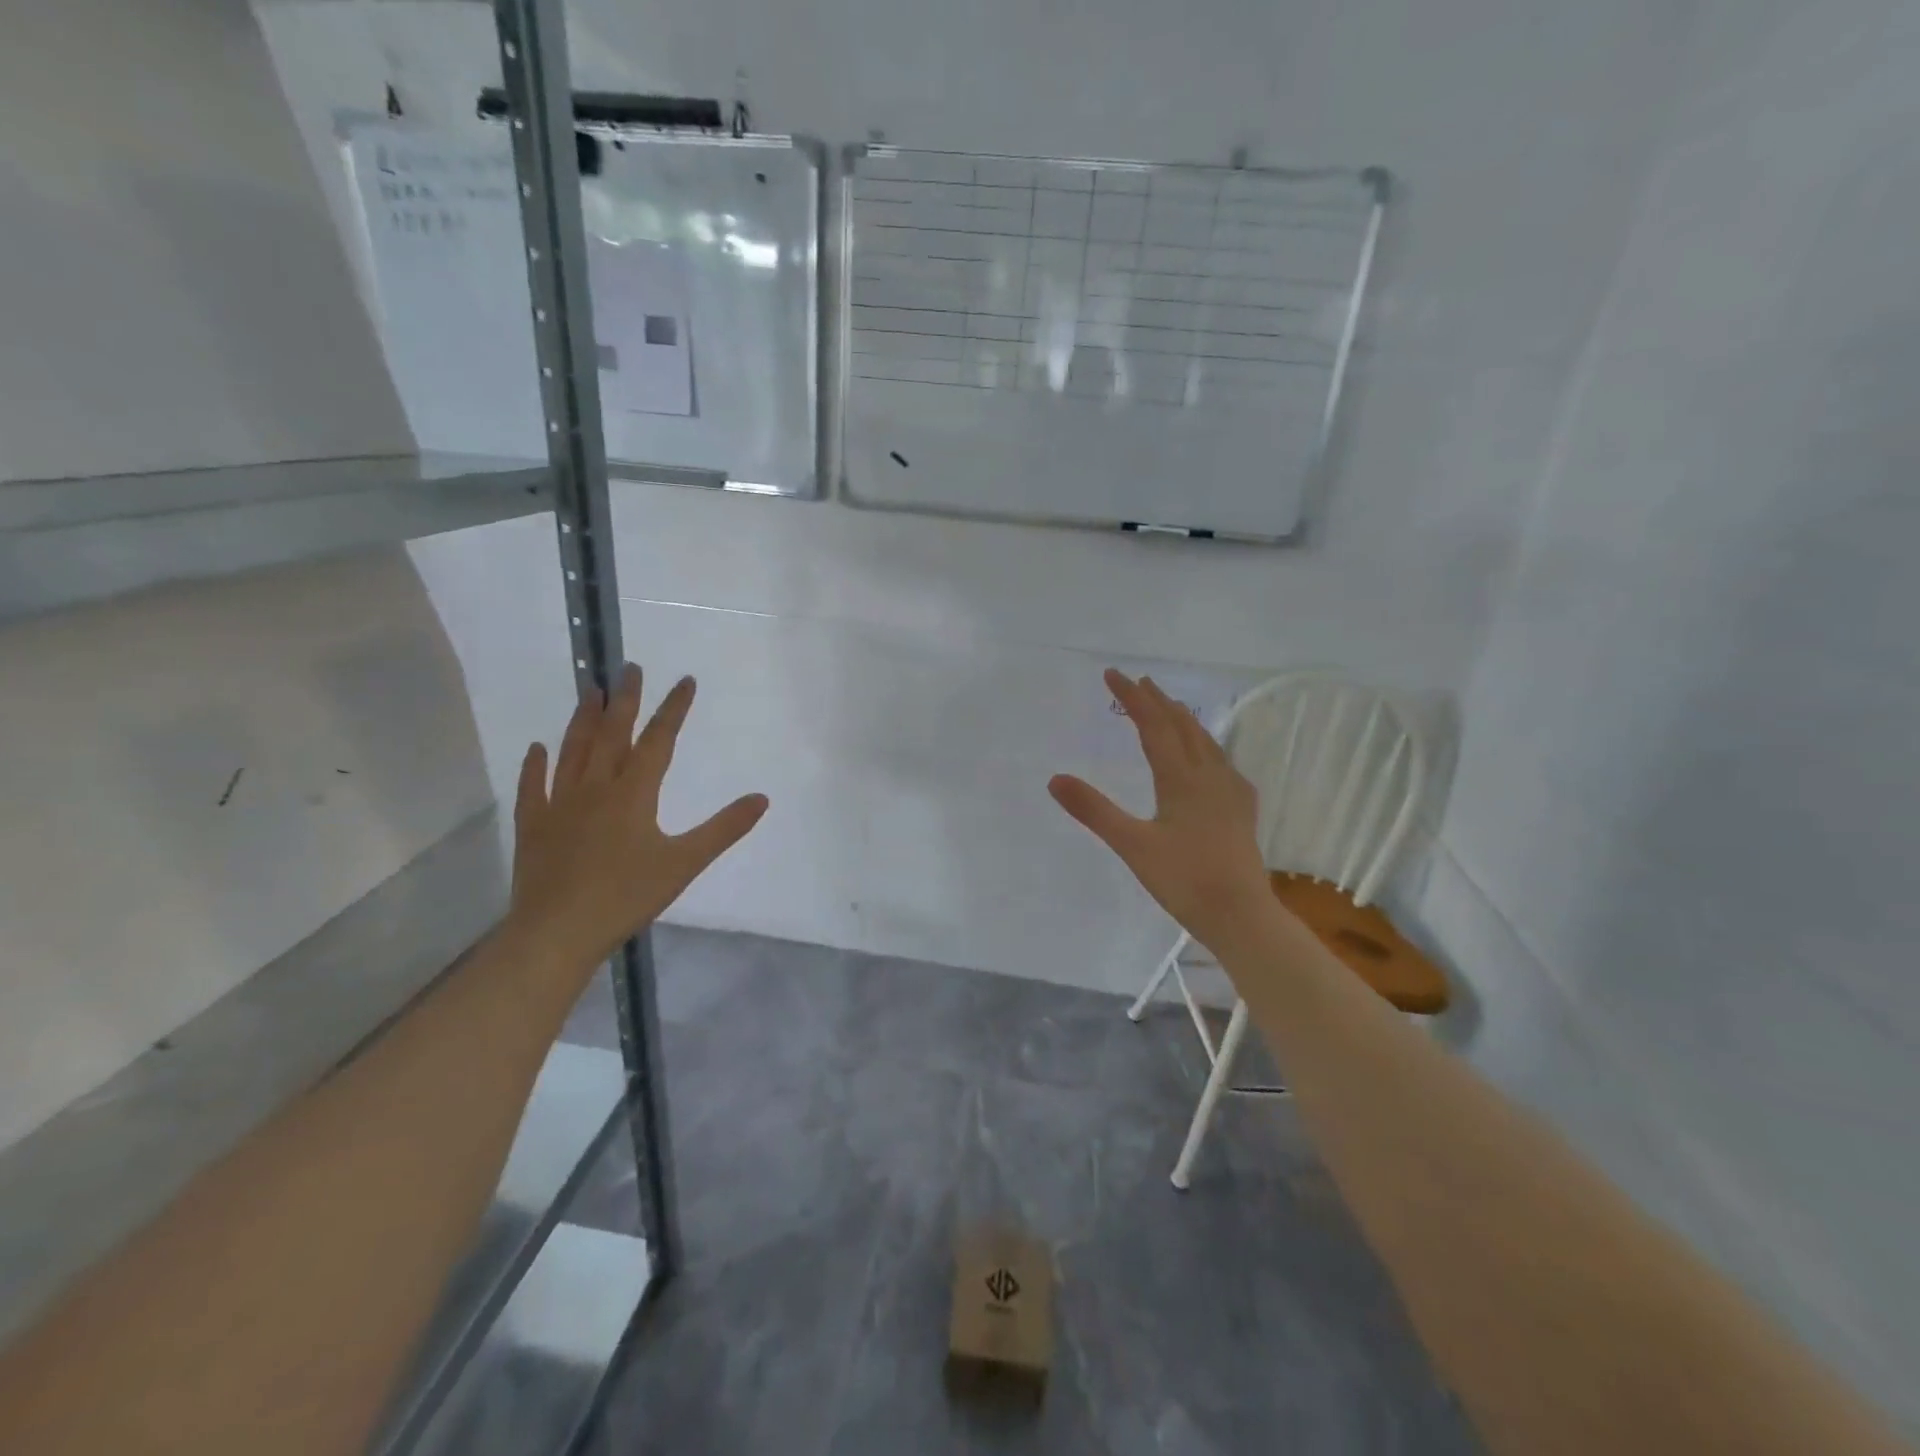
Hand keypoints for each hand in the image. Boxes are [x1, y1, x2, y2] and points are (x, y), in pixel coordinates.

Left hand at [507, 664, 768, 972]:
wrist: (557, 932)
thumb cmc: (626, 896)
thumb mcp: (685, 863)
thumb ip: (724, 829)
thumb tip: (762, 798)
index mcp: (634, 793)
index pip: (658, 740)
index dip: (673, 709)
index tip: (685, 680)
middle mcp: (595, 787)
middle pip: (612, 734)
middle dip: (625, 699)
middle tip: (628, 667)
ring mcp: (559, 804)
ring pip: (573, 751)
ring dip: (583, 719)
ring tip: (591, 691)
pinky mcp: (534, 826)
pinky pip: (534, 786)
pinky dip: (536, 765)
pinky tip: (537, 747)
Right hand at [1049, 670, 1271, 949]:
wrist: (1241, 915)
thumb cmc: (1183, 880)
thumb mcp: (1131, 845)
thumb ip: (1094, 810)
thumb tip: (1055, 779)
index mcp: (1181, 778)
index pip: (1153, 725)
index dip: (1132, 698)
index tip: (1112, 674)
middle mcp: (1209, 775)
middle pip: (1183, 726)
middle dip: (1158, 701)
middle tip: (1139, 682)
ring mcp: (1231, 791)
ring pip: (1205, 742)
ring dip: (1183, 720)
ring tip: (1170, 708)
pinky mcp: (1242, 809)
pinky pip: (1221, 762)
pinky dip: (1204, 745)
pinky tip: (1208, 758)